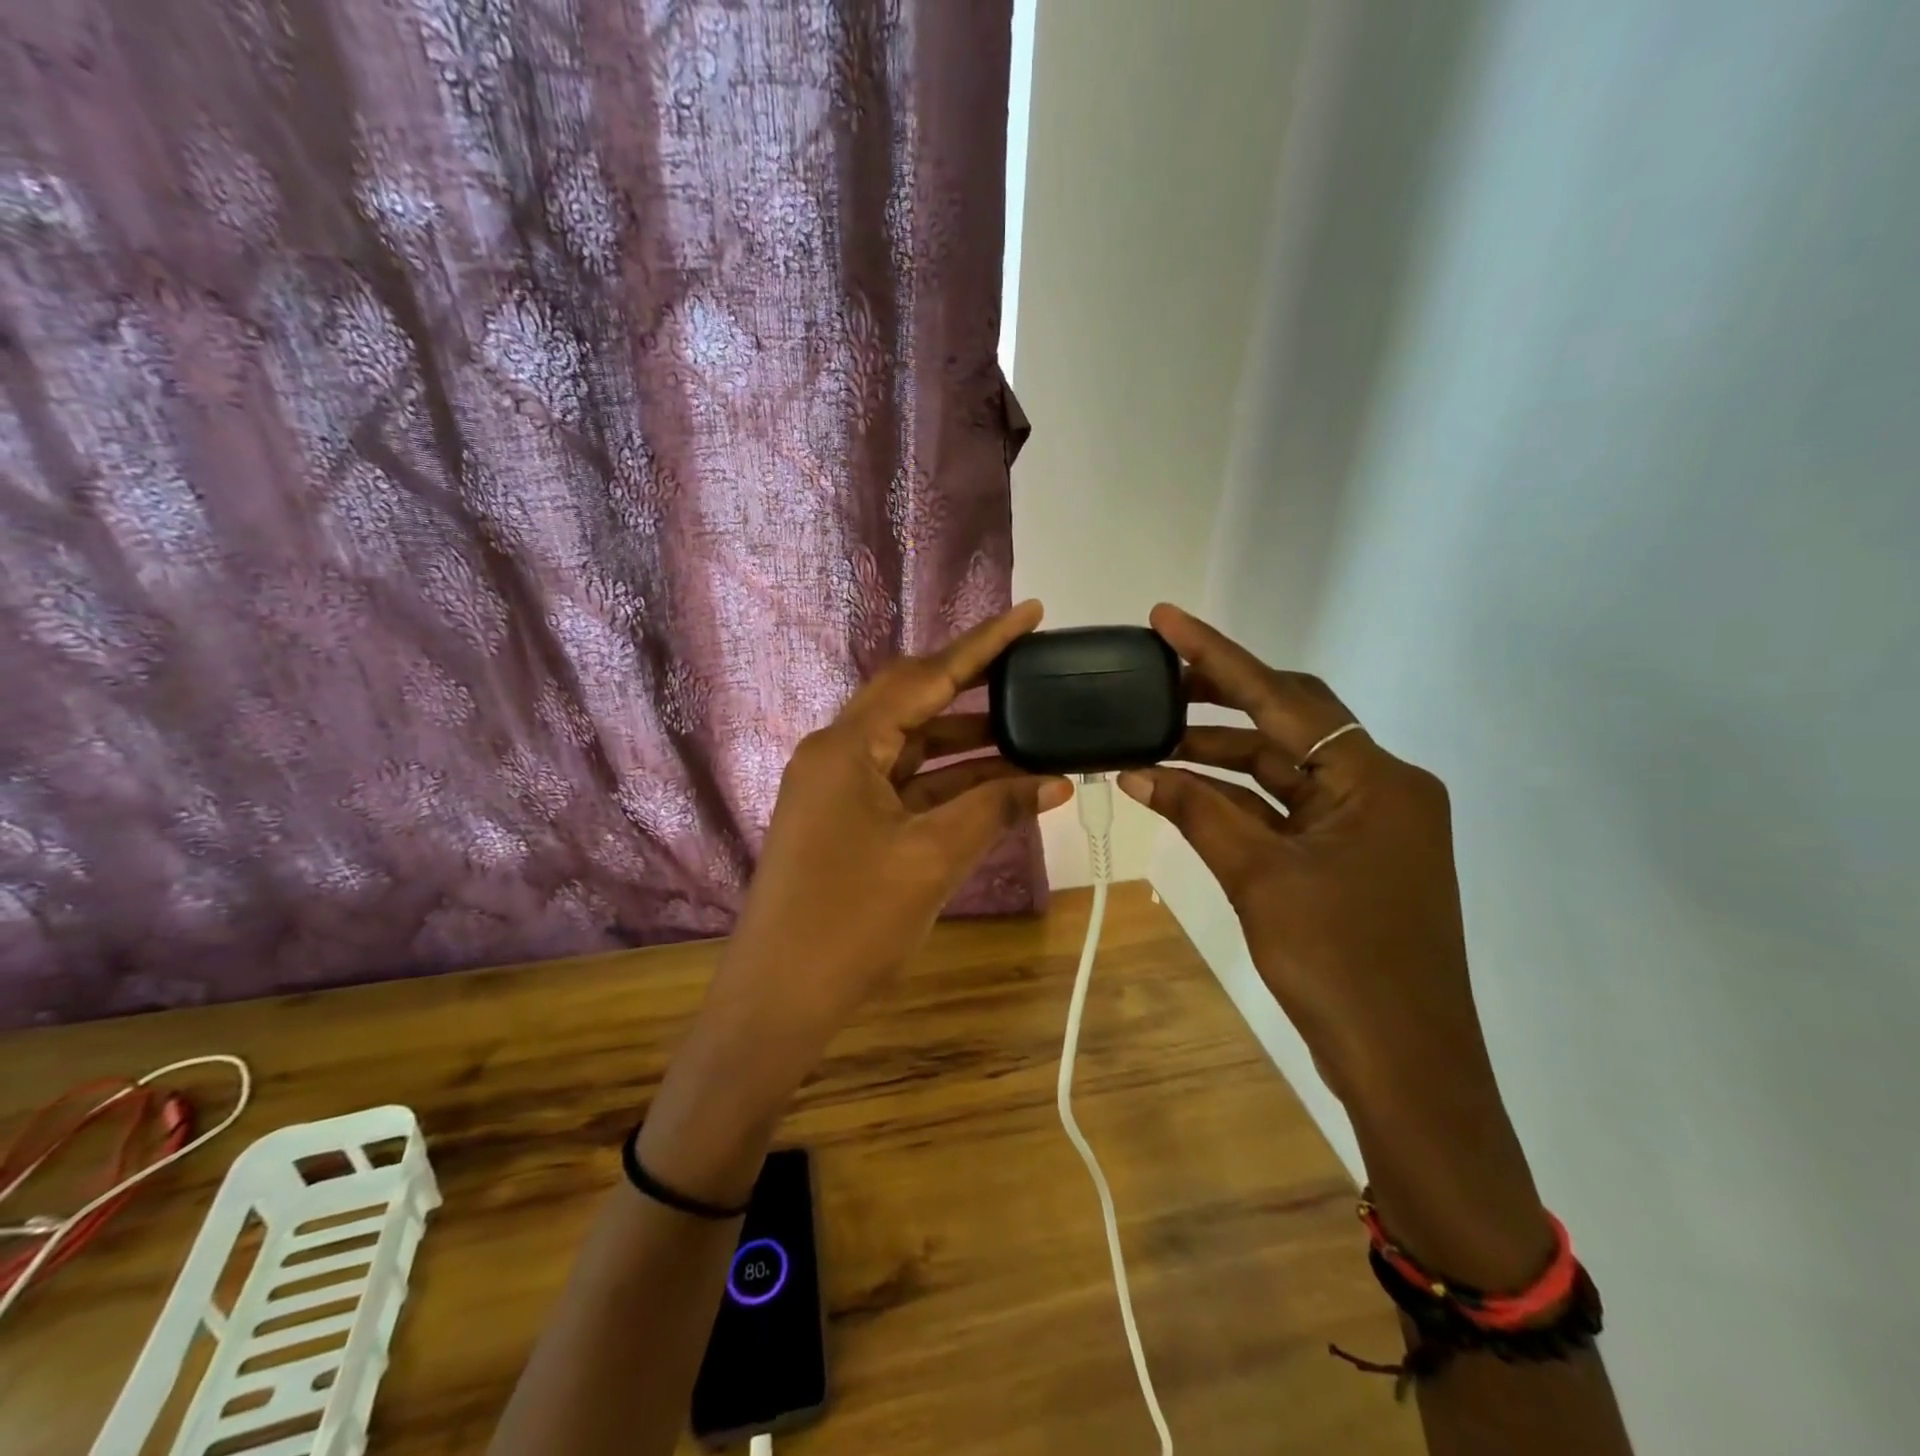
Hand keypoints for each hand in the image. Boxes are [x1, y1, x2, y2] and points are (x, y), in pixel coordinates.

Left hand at [641, 602, 1068, 1201]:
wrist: (778, 1000)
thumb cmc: (851, 923)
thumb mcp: (932, 858)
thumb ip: (994, 809)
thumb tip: (1055, 782)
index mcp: (848, 745)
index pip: (927, 676)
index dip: (984, 644)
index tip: (1031, 613)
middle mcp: (837, 753)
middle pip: (915, 701)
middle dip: (974, 687)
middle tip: (1031, 672)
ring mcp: (838, 789)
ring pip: (913, 748)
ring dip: (967, 743)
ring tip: (1031, 732)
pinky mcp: (844, 822)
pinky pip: (905, 786)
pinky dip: (948, 784)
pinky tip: (996, 786)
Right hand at [1121, 604, 1551, 1288]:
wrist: (1407, 1067)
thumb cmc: (1339, 966)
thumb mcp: (1259, 878)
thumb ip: (1198, 812)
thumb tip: (1136, 771)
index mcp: (1375, 778)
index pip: (1282, 697)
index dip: (1217, 655)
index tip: (1164, 619)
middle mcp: (1381, 785)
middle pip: (1289, 721)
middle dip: (1219, 697)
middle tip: (1153, 678)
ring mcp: (1371, 822)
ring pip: (1285, 766)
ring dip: (1222, 752)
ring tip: (1154, 738)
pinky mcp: (1356, 855)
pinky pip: (1290, 807)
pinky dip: (1240, 798)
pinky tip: (1188, 790)